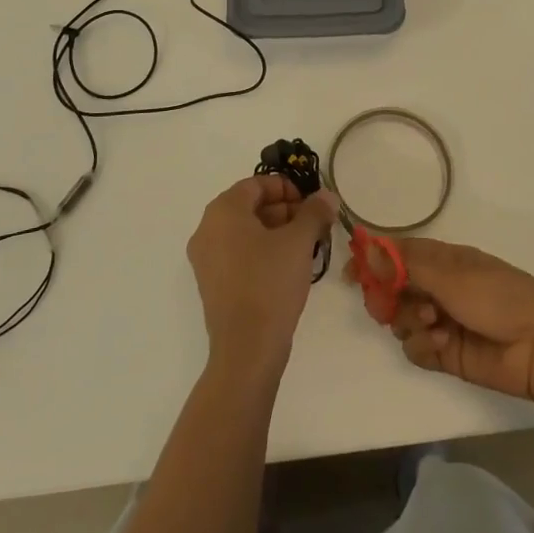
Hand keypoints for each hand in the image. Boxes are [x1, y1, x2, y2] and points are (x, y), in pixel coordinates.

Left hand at [187, 176, 336, 377]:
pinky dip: (261, 251)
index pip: (256, 184)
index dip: (286, 187)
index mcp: (223, 211)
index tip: (311, 203)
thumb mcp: (299, 242)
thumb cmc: (270, 282)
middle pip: (249, 206)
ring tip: (305, 246)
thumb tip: (328, 195)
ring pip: (244, 231)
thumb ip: (314, 212)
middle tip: (313, 224)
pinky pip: (237, 253)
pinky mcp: (211, 283)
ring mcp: (205, 258)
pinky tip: (287, 267)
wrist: (247, 348)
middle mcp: (207, 228)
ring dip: (275, 231)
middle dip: (284, 211)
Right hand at [349, 238, 533, 401]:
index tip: (352, 274)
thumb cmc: (498, 296)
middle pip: (392, 289)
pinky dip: (423, 346)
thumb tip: (367, 248)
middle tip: (385, 305)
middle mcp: (437, 287)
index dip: (372, 261)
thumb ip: (405, 266)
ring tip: (432, 323)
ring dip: (409, 321)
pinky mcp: (445, 354)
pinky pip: (415, 348)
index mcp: (441, 260)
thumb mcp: (451, 275)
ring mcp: (440, 321)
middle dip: (385, 297)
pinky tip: (442, 345)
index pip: (396, 254)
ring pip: (400, 320)